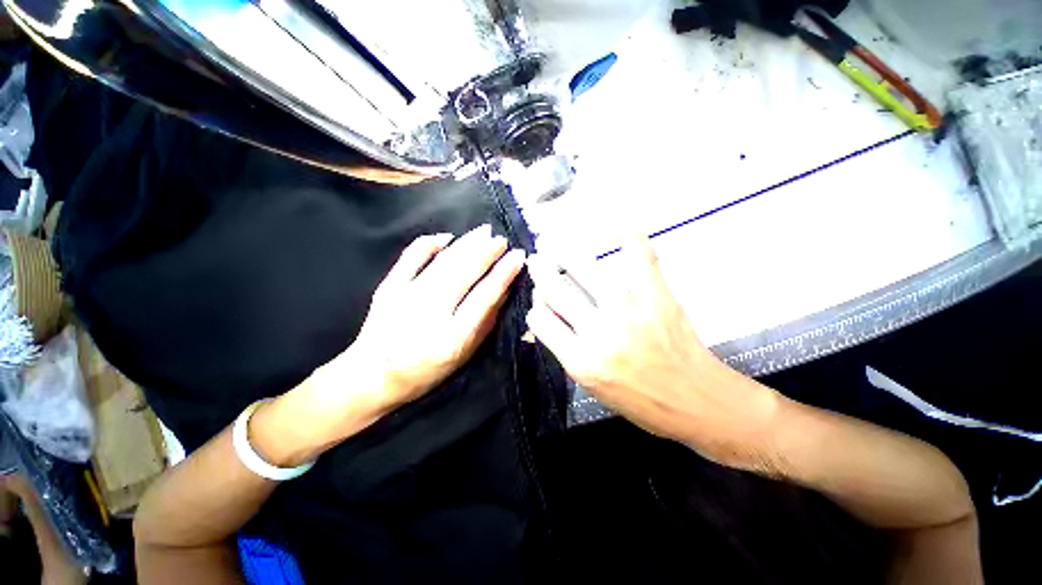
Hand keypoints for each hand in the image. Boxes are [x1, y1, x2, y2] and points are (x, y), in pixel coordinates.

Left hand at [252, 226, 524, 465]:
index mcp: (451, 338)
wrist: (372, 376)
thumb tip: (503, 289)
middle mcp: (429, 314)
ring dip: (466, 244)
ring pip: (442, 263)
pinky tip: (446, 237)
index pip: (484, 298)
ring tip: (483, 232)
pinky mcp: (388, 288)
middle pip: (463, 274)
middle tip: (502, 240)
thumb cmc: (426, 371)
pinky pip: (411, 258)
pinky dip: (429, 244)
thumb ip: (485, 323)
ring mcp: (405, 298)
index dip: (503, 274)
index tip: (518, 257)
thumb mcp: (464, 356)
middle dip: (486, 252)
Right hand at [526, 235, 779, 468]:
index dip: (535, 307)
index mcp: (582, 361)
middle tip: (535, 259)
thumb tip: (545, 321)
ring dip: (565, 253)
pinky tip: (618, 227)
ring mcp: (630, 309)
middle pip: (556, 290)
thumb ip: (566, 351)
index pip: (540, 320)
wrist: (698, 402)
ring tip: (554, 242)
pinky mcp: (657, 296)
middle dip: (540, 271)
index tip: (538, 301)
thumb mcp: (593, 387)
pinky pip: (640, 257)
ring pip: (586, 269)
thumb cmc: (641, 402)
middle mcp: (601, 332)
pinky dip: (629, 238)